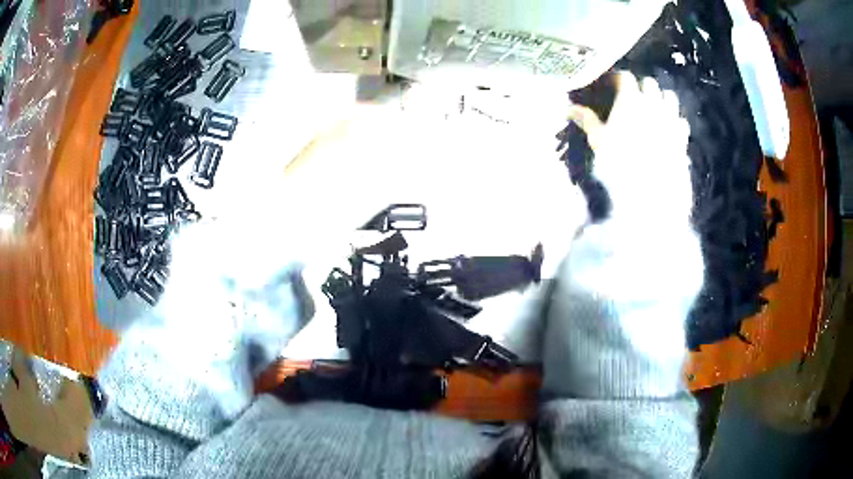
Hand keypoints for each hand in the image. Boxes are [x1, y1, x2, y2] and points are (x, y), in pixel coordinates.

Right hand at [569, 72, 692, 223]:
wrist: (653, 191)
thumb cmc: (621, 163)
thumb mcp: (598, 141)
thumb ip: (587, 120)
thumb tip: (568, 107)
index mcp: (630, 99)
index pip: (625, 77)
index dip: (618, 79)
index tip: (612, 86)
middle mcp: (653, 102)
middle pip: (649, 83)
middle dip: (641, 87)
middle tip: (633, 98)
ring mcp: (671, 118)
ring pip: (669, 97)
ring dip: (661, 98)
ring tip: (654, 109)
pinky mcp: (683, 136)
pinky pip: (681, 120)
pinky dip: (675, 121)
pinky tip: (668, 130)